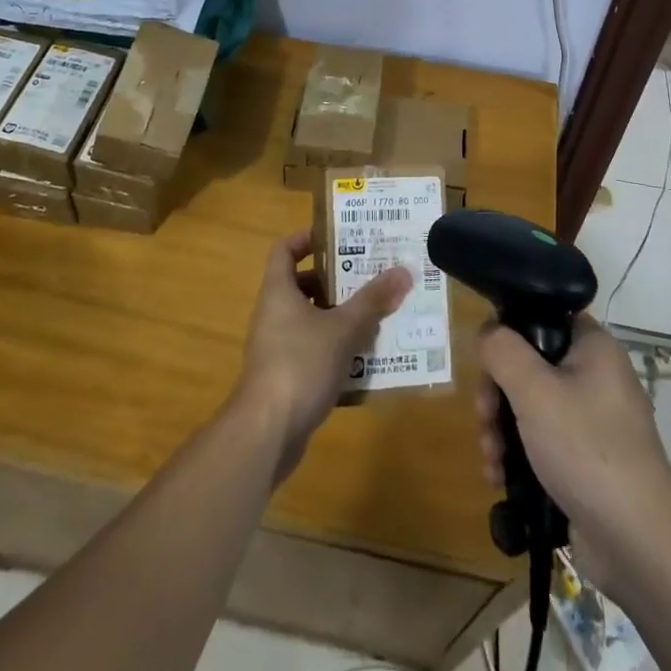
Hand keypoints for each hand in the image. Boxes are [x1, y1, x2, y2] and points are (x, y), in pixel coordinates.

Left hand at [234, 230, 411, 480]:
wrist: (266, 432)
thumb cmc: (300, 364)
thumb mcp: (343, 329)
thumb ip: (372, 300)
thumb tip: (403, 271)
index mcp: (278, 291)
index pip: (285, 249)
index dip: (307, 238)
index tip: (339, 237)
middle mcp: (273, 314)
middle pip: (302, 284)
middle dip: (336, 280)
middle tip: (370, 276)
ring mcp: (276, 347)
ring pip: (311, 320)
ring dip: (340, 317)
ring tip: (376, 315)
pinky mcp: (284, 377)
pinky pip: (313, 351)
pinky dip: (336, 350)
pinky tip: (366, 359)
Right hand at [476, 317, 670, 599]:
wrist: (638, 545)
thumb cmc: (587, 450)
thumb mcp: (534, 390)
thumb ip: (502, 350)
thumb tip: (487, 333)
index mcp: (593, 348)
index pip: (544, 317)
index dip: (510, 332)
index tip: (488, 361)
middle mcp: (594, 377)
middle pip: (528, 365)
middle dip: (496, 394)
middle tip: (484, 417)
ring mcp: (590, 422)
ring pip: (528, 407)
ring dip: (500, 429)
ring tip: (491, 458)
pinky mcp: (583, 461)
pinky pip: (539, 442)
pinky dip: (516, 456)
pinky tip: (499, 478)